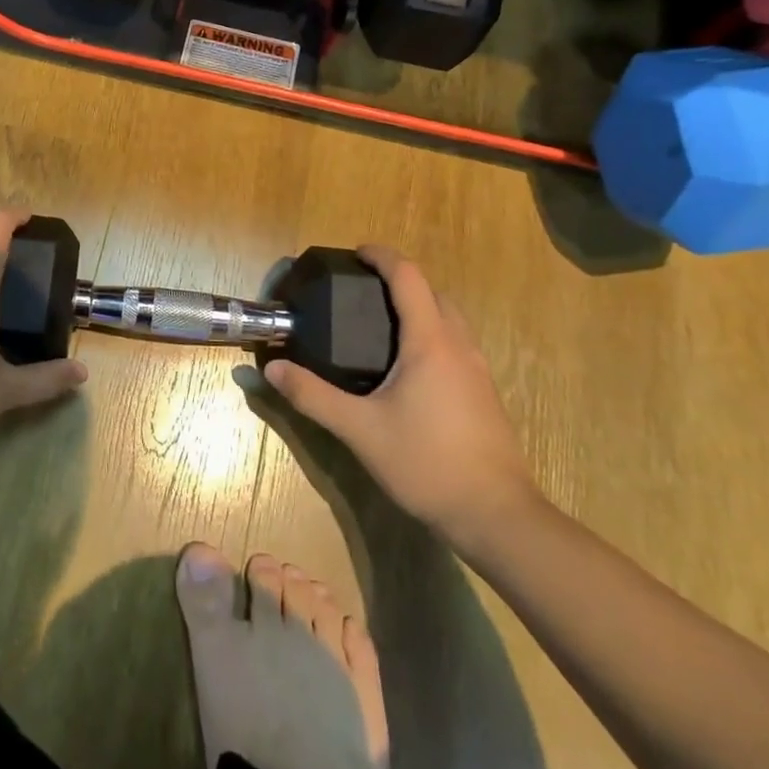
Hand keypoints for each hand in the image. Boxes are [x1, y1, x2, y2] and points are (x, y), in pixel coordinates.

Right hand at [263, 246, 539, 553]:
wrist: (496, 516)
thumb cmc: (426, 463)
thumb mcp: (359, 430)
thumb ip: (313, 396)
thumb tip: (272, 368)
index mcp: (430, 342)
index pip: (408, 277)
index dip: (382, 256)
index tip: (355, 253)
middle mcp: (458, 346)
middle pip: (433, 293)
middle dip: (400, 280)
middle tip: (361, 290)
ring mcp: (477, 370)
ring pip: (449, 319)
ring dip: (419, 306)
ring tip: (380, 324)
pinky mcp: (483, 394)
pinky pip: (456, 343)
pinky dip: (431, 333)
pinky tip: (407, 367)